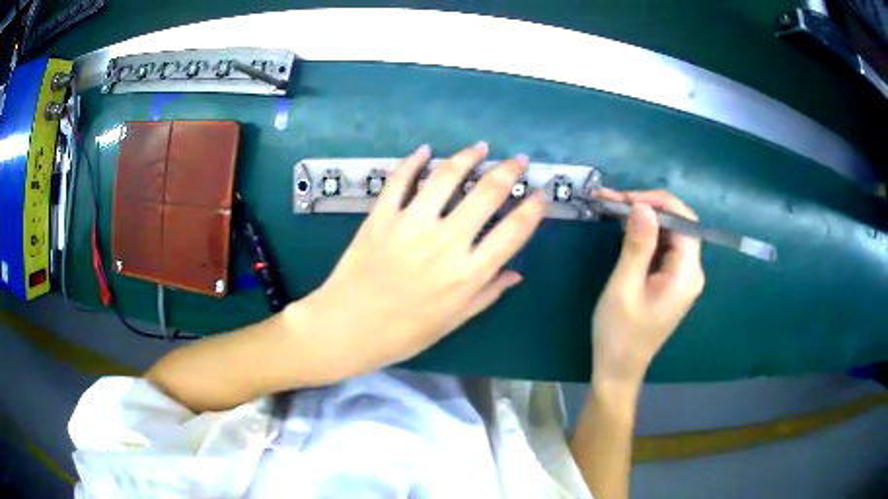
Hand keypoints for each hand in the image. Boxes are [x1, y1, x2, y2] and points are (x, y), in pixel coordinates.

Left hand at [293, 143, 544, 379]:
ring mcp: (411, 225)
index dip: (533, 209)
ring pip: (447, 177)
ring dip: (468, 156)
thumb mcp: (453, 321)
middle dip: (510, 171)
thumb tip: (516, 273)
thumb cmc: (403, 333)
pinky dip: (413, 161)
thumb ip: (487, 294)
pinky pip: (400, 180)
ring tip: (480, 147)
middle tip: (519, 160)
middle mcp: (446, 243)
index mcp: (468, 274)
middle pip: (487, 194)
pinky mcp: (382, 216)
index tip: (540, 194)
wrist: (346, 329)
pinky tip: (424, 150)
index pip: (514, 231)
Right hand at [591, 189, 704, 385]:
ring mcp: (683, 277)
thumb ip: (638, 245)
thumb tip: (643, 206)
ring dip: (644, 219)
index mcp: (686, 274)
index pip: (684, 221)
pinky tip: (625, 229)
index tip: (625, 199)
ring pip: (670, 234)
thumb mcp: (624, 288)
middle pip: (679, 224)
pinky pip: (664, 248)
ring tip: (613, 209)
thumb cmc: (619, 334)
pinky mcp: (672, 281)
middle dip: (648, 207)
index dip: (658, 202)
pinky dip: (645, 234)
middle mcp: (692, 272)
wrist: (618, 369)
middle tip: (613, 202)